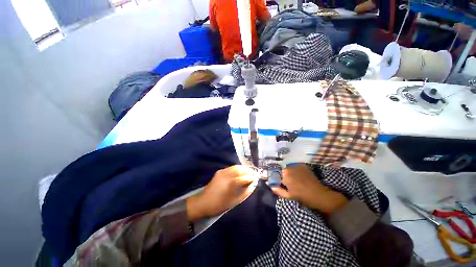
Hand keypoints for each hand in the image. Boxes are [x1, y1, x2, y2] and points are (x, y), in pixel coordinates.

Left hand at [186, 165, 258, 221]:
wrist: (203, 202)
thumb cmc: (220, 204)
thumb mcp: (235, 201)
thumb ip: (246, 192)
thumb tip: (253, 184)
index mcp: (231, 183)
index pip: (245, 177)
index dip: (252, 177)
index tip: (256, 178)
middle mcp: (227, 175)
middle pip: (241, 169)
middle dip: (249, 170)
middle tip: (255, 173)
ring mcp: (223, 171)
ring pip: (236, 167)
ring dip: (244, 168)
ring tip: (249, 171)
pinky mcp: (220, 171)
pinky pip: (231, 167)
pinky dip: (238, 168)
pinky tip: (241, 171)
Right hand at [271, 164, 347, 215]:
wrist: (319, 194)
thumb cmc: (303, 197)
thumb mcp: (288, 196)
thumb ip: (278, 190)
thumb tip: (270, 185)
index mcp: (285, 175)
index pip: (276, 174)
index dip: (277, 179)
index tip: (280, 183)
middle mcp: (289, 168)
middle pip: (282, 170)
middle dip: (283, 175)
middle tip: (288, 182)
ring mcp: (296, 165)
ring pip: (288, 167)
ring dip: (289, 172)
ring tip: (294, 179)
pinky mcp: (302, 165)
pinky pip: (294, 166)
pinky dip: (294, 169)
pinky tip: (298, 175)